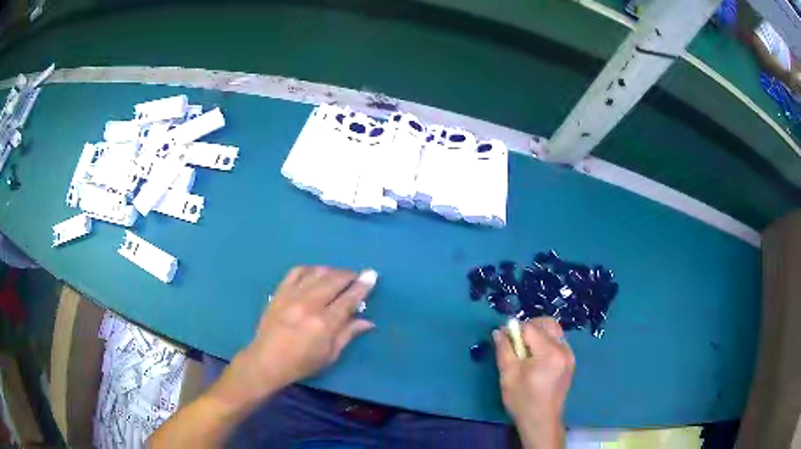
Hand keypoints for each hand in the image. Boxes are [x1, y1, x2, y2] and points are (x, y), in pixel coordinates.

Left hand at [231, 266, 376, 399]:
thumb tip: (369, 321)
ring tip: (339, 275)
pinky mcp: (279, 292)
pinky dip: (310, 269)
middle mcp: (309, 305)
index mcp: (324, 324)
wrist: (267, 361)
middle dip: (349, 274)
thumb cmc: (301, 363)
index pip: (348, 299)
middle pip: (334, 281)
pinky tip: (316, 273)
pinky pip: (296, 271)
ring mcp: (292, 296)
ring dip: (332, 270)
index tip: (372, 274)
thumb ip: (348, 334)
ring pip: (317, 273)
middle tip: (357, 275)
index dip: (362, 286)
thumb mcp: (330, 355)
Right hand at [493, 318, 574, 448]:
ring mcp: (569, 355)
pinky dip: (547, 342)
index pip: (530, 328)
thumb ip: (504, 349)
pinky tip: (536, 358)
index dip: (515, 330)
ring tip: (525, 351)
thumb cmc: (522, 400)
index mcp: (549, 352)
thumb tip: (498, 331)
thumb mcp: (508, 375)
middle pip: (547, 323)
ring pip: (554, 331)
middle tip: (516, 341)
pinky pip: (558, 341)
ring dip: (539, 333)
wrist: (541, 421)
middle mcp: (563, 349)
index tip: (504, 338)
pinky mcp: (570, 361)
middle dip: (530, 326)